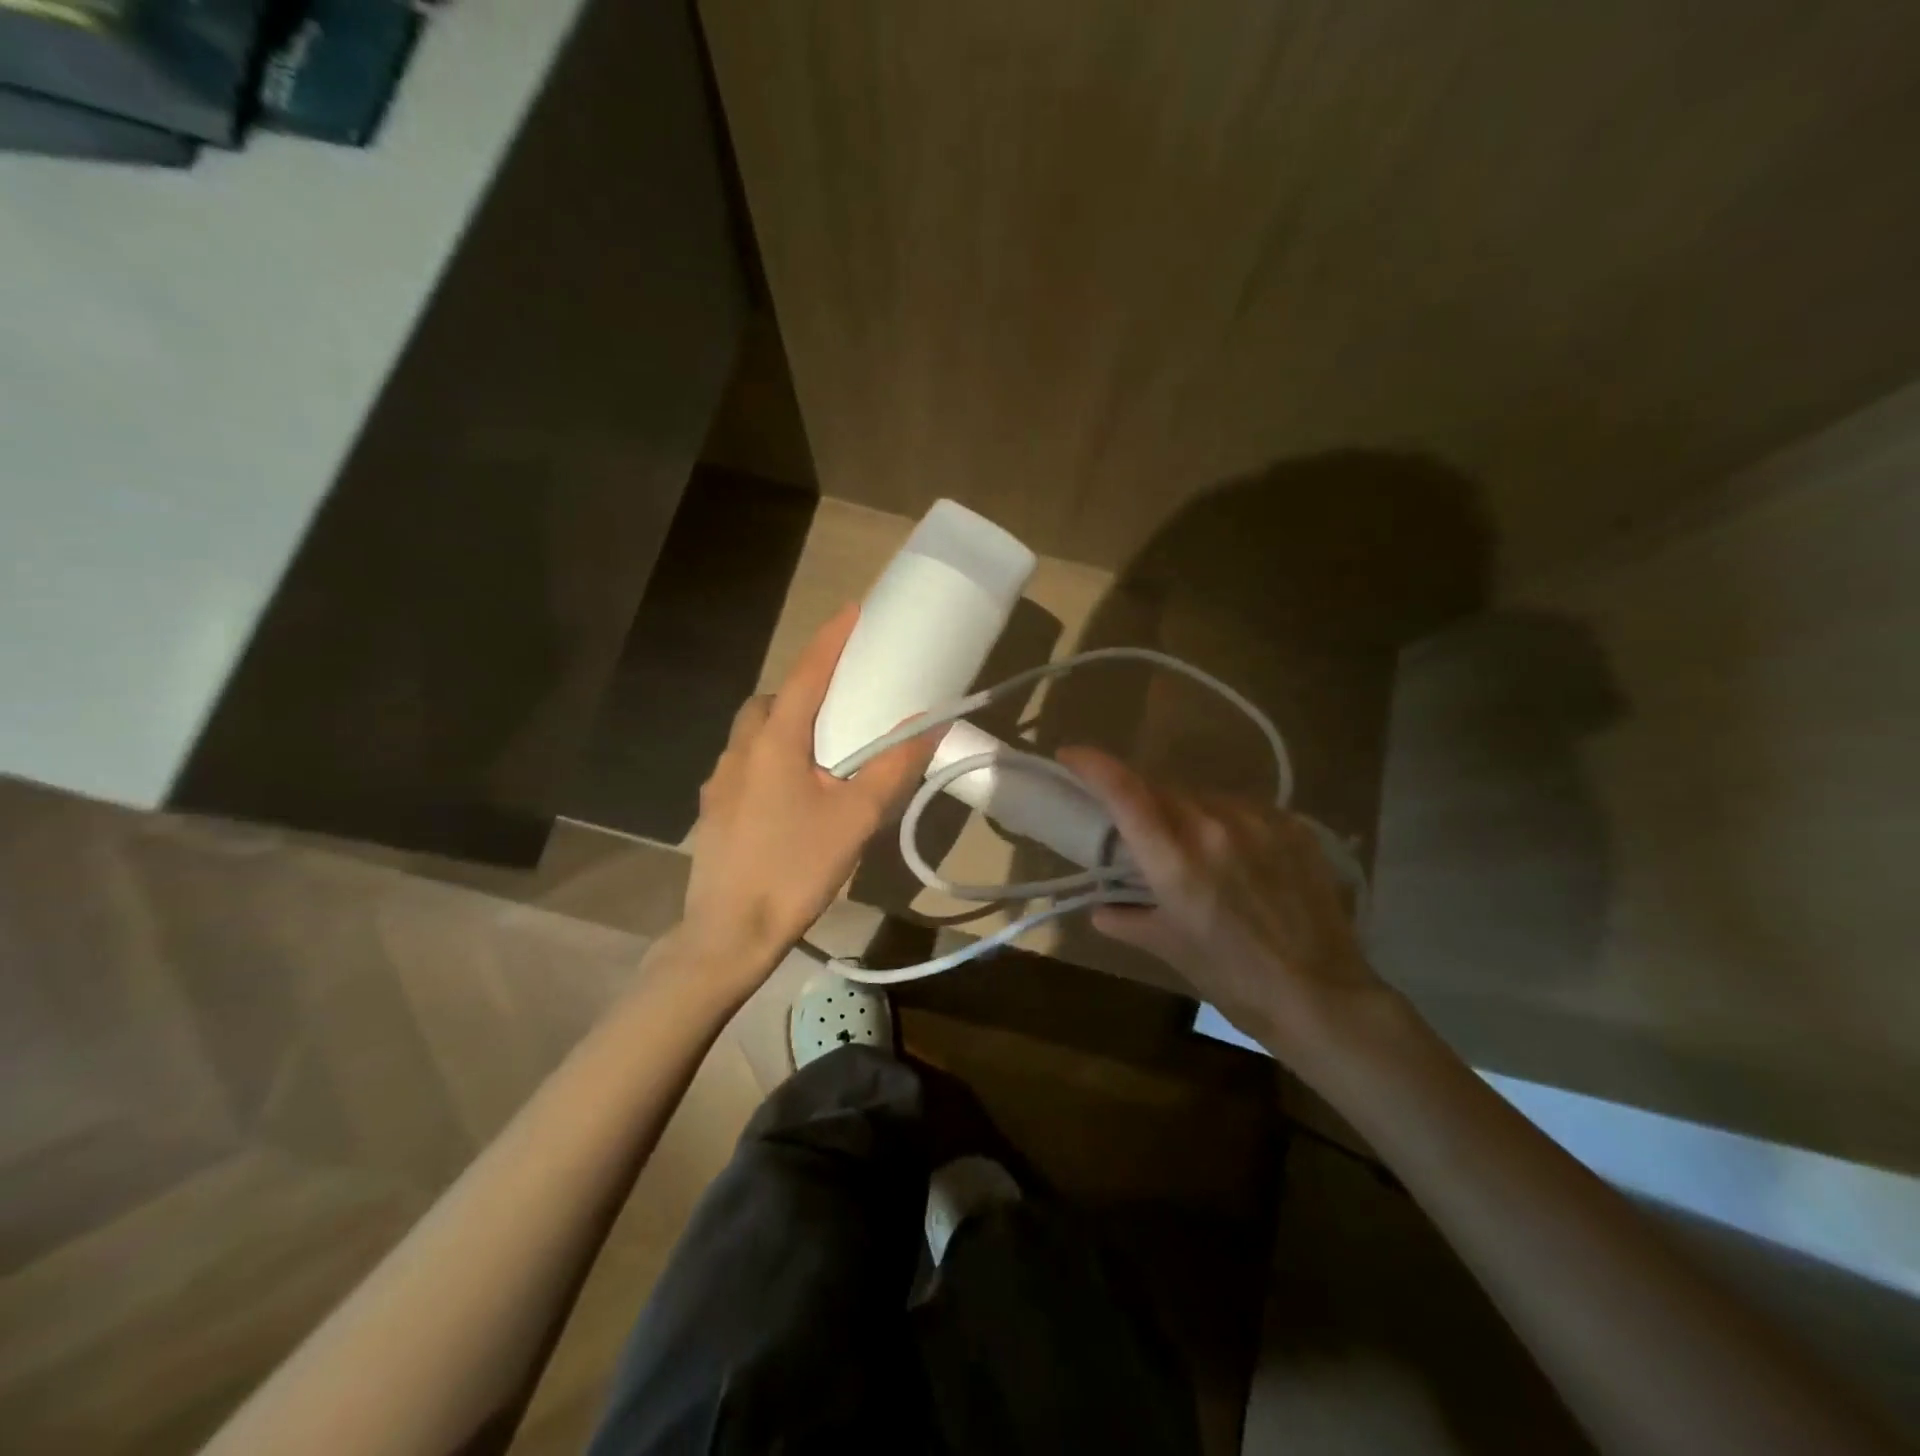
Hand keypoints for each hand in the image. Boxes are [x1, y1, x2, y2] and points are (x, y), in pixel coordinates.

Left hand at [673, 604, 936, 995]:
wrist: (729, 933)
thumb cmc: (795, 869)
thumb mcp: (856, 818)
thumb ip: (893, 767)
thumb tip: (930, 725)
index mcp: (775, 741)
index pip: (808, 673)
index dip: (833, 639)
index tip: (855, 609)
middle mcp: (740, 750)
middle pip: (774, 699)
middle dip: (806, 686)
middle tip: (843, 699)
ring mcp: (720, 780)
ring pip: (754, 731)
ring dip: (785, 723)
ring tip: (822, 749)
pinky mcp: (714, 809)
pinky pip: (745, 763)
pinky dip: (770, 757)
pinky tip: (792, 792)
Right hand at [1060, 746, 1389, 1069]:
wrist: (1324, 997)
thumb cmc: (1235, 980)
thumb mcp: (1171, 949)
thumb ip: (1127, 920)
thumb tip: (1101, 910)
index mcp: (1176, 860)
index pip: (1125, 792)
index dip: (1093, 765)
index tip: (1069, 754)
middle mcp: (1214, 826)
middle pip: (1161, 788)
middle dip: (1138, 796)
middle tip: (1132, 821)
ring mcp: (1258, 821)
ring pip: (1202, 795)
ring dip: (1182, 808)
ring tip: (1188, 842)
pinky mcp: (1292, 826)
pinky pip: (1242, 807)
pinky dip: (1223, 819)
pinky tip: (1232, 849)